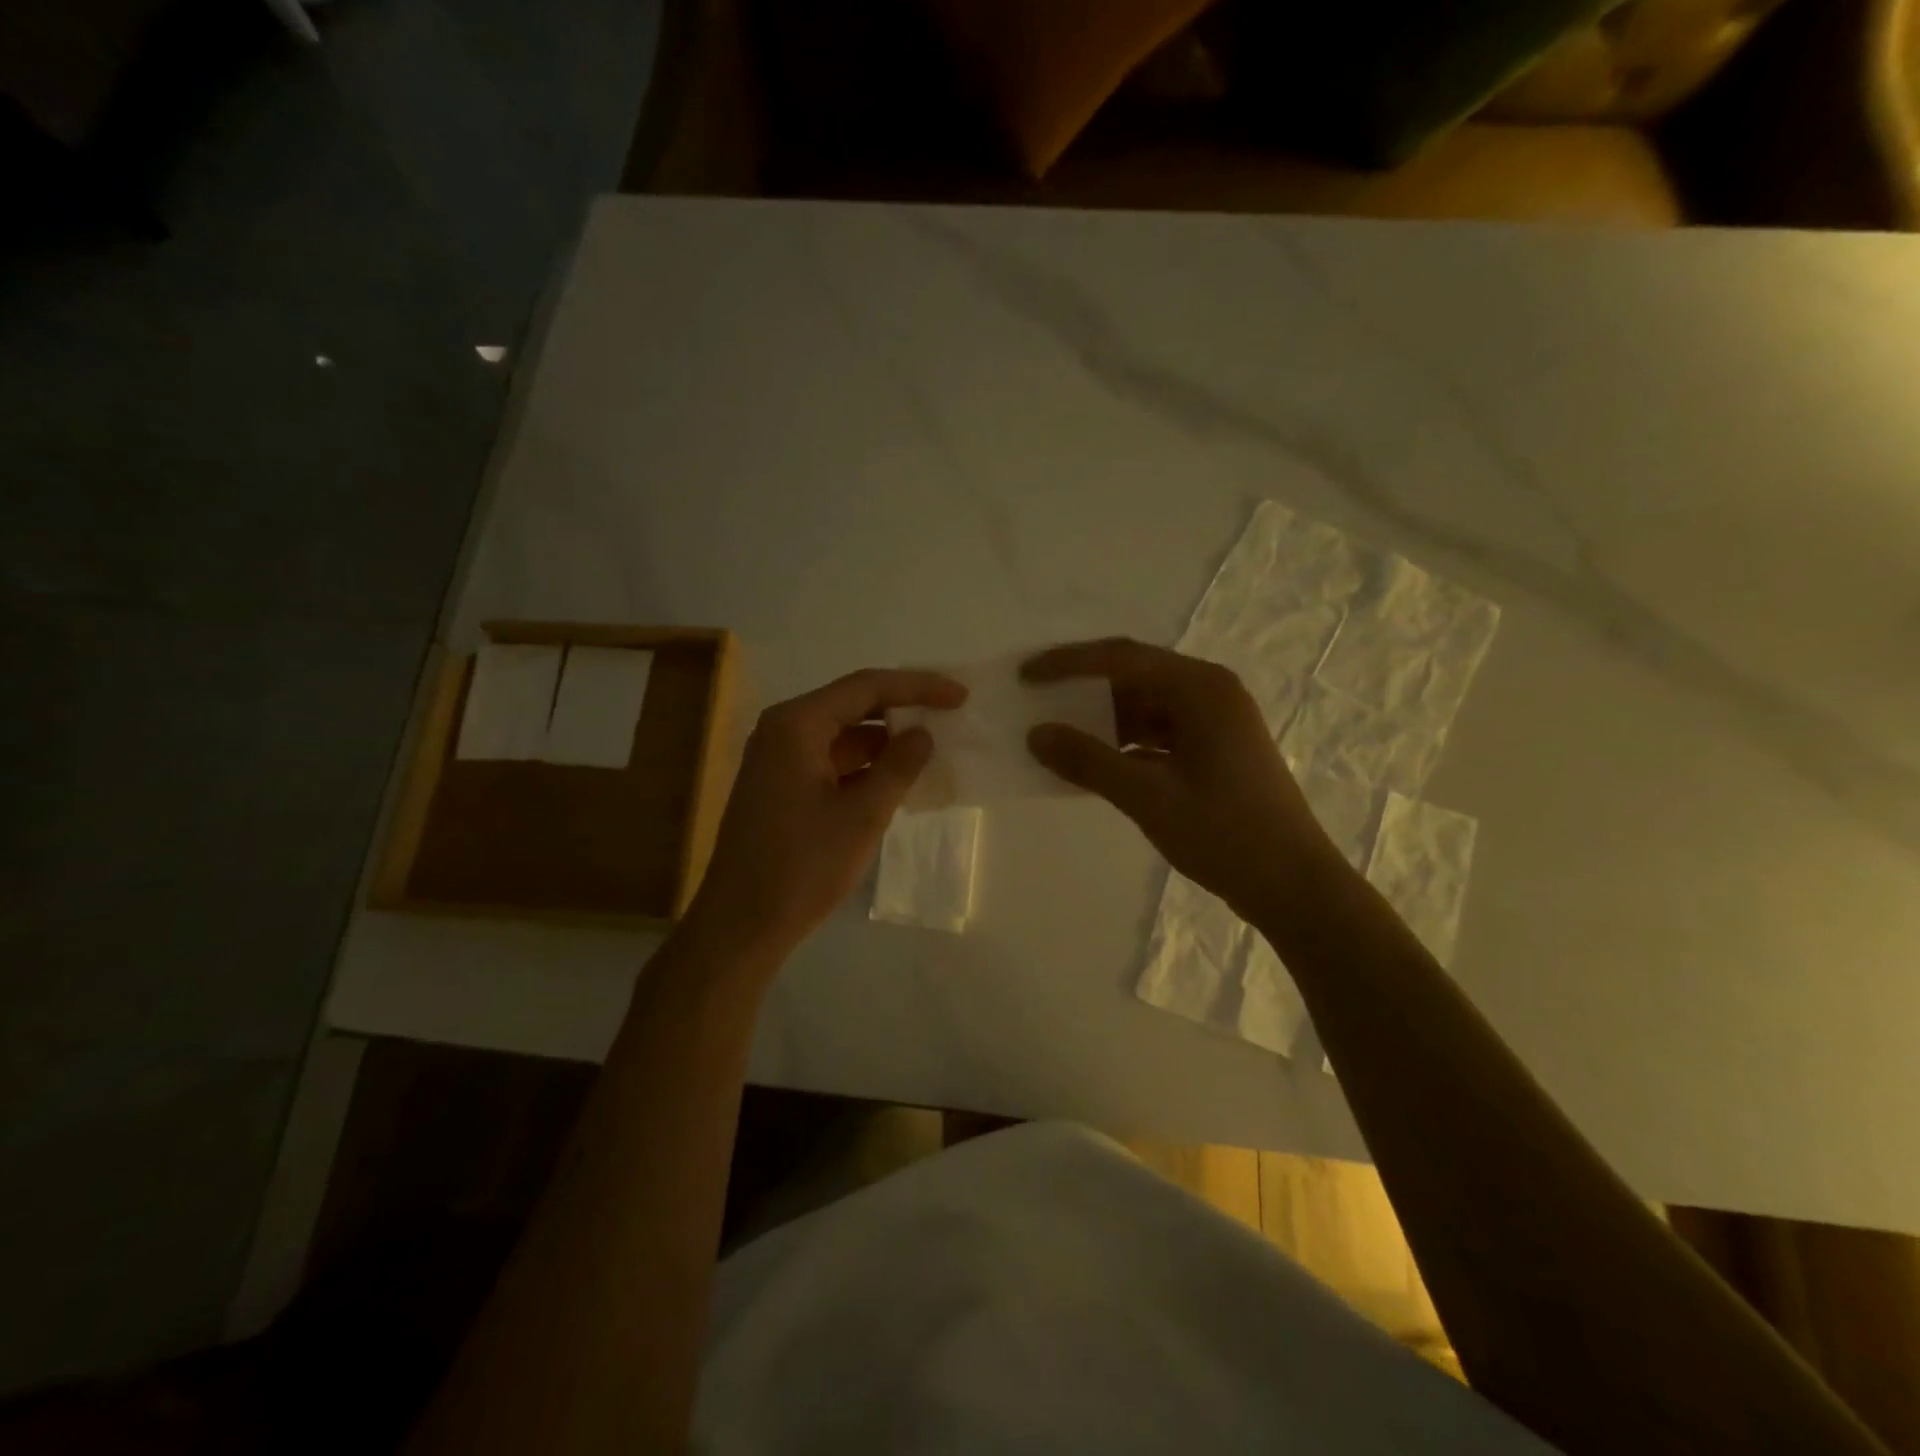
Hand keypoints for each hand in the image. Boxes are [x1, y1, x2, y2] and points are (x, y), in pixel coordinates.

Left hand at [687, 668, 967, 963]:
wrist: (741, 925)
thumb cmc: (802, 868)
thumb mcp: (862, 816)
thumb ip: (898, 767)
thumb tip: (923, 734)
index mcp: (797, 725)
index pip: (866, 686)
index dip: (917, 686)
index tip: (960, 695)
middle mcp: (784, 730)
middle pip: (853, 705)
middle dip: (903, 709)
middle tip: (950, 714)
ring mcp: (779, 759)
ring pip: (843, 735)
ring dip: (886, 741)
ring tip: (934, 746)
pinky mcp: (782, 787)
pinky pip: (832, 761)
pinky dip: (865, 766)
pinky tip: (899, 778)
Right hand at [1023, 638, 1338, 925]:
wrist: (1294, 887)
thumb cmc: (1226, 835)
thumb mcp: (1149, 797)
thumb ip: (1089, 761)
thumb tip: (1036, 734)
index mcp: (1201, 688)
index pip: (1122, 659)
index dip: (1069, 664)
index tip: (1025, 675)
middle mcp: (1209, 693)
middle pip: (1133, 677)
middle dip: (1082, 689)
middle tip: (1035, 699)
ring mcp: (1213, 723)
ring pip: (1144, 708)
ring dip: (1101, 720)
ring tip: (1055, 733)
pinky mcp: (1212, 751)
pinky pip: (1156, 734)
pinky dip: (1122, 745)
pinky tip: (1090, 763)